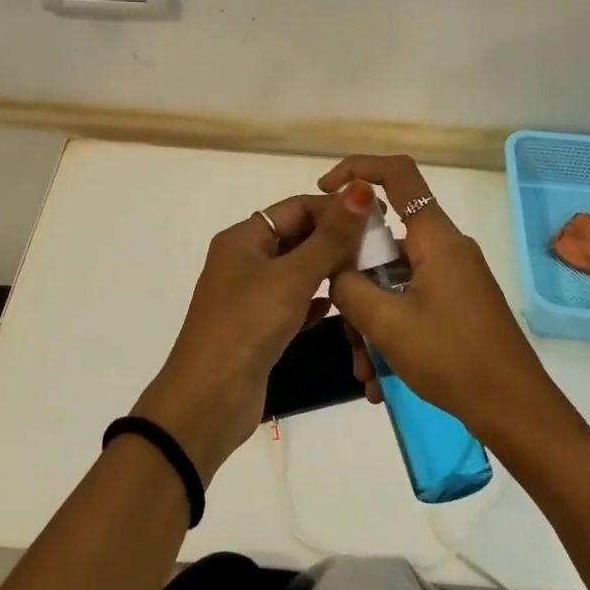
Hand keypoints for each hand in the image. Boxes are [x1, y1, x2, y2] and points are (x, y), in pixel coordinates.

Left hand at [133, 183, 376, 477]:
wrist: (209, 400)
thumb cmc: (247, 326)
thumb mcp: (292, 278)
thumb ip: (330, 237)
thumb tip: (360, 190)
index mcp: (243, 239)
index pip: (296, 207)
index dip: (335, 208)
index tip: (377, 216)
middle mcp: (244, 261)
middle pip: (297, 237)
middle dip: (335, 239)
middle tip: (380, 247)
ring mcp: (251, 296)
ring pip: (298, 271)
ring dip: (329, 270)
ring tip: (368, 273)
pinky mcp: (259, 327)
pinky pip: (294, 303)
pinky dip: (316, 301)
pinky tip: (339, 306)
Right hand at [319, 155, 572, 449]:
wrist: (514, 409)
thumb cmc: (452, 358)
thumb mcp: (388, 323)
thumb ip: (349, 286)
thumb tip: (334, 267)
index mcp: (436, 238)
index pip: (398, 174)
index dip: (358, 168)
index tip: (325, 190)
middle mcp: (446, 249)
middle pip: (385, 241)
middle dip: (354, 282)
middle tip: (342, 326)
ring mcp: (453, 278)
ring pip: (393, 281)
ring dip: (369, 322)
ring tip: (365, 373)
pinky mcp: (456, 305)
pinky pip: (409, 304)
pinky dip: (390, 333)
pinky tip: (380, 379)